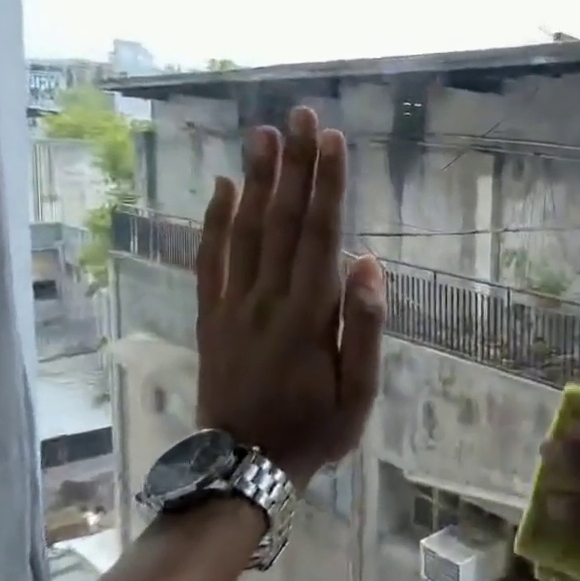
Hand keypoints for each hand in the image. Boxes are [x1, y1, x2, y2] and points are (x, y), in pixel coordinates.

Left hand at [194, 106, 385, 482]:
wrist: (243, 465)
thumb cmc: (314, 430)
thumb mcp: (359, 393)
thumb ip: (365, 327)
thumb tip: (369, 264)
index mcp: (309, 314)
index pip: (321, 235)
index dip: (327, 185)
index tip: (332, 140)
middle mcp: (268, 297)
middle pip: (282, 219)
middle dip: (294, 164)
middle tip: (300, 115)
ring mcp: (234, 304)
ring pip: (244, 230)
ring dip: (255, 179)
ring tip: (262, 134)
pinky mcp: (212, 315)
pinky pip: (210, 259)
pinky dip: (214, 220)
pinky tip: (221, 186)